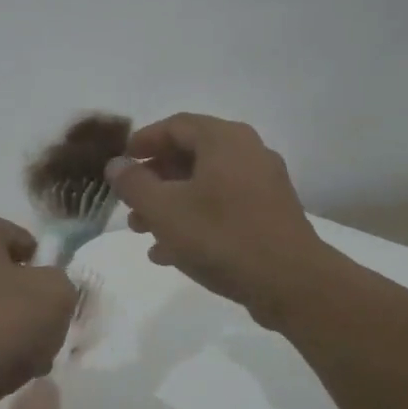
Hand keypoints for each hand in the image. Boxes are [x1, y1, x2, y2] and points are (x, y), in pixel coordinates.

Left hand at [0, 213, 77, 408]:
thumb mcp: (55, 295)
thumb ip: (62, 281)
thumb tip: (47, 288)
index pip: (23, 241)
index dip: (45, 271)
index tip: (53, 303)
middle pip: (2, 273)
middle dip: (25, 301)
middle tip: (42, 332)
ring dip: (8, 327)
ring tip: (25, 359)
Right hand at [107, 114, 329, 324]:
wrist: (291, 283)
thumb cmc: (221, 236)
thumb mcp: (164, 210)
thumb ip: (134, 183)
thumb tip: (116, 164)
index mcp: (224, 140)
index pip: (176, 125)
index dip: (143, 141)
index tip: (120, 161)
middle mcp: (248, 153)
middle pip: (190, 156)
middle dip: (154, 179)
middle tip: (129, 202)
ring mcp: (263, 185)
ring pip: (205, 186)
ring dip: (170, 204)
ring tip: (142, 230)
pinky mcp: (270, 216)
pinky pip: (224, 208)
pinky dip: (195, 221)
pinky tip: (169, 253)